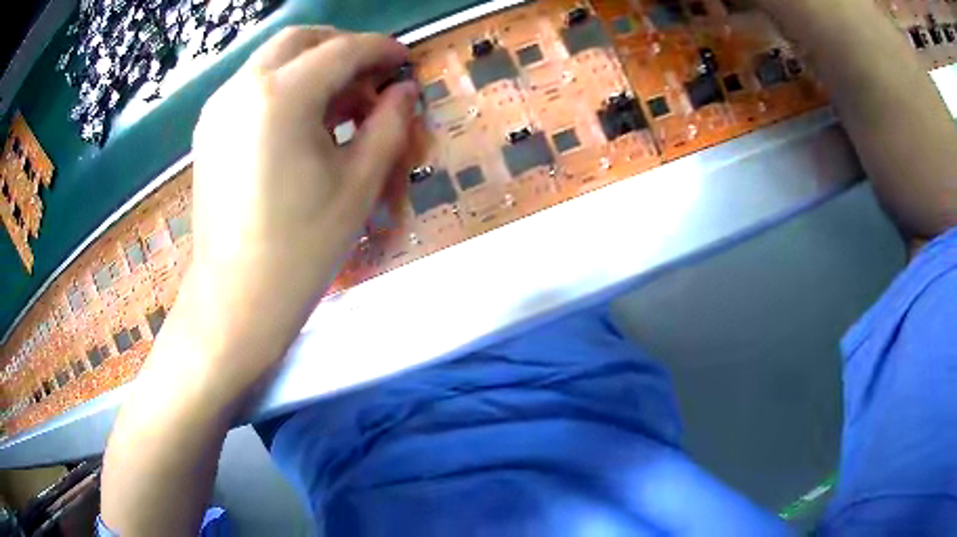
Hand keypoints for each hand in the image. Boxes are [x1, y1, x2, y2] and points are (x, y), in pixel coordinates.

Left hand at [166, 27, 419, 403]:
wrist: (236, 300)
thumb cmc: (301, 249)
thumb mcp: (359, 183)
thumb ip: (389, 124)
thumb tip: (404, 91)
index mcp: (281, 96)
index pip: (342, 50)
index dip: (381, 50)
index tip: (405, 59)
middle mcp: (242, 88)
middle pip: (300, 40)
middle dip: (342, 48)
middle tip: (371, 78)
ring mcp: (218, 108)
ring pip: (273, 60)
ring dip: (313, 67)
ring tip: (341, 105)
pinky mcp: (209, 130)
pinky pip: (252, 87)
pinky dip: (285, 87)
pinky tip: (303, 123)